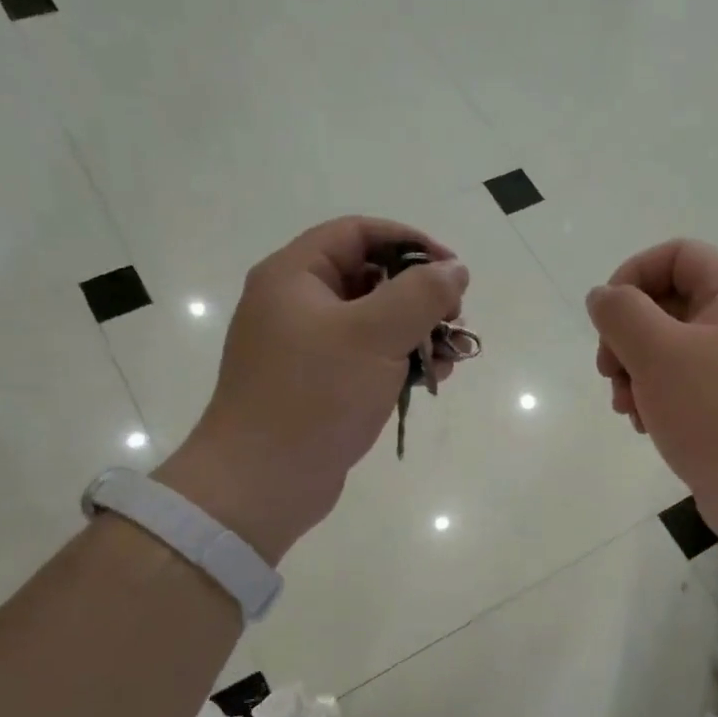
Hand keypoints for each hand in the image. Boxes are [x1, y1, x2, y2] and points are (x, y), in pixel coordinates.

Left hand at [155, 217, 469, 562]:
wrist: (263, 483)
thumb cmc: (315, 397)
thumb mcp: (375, 335)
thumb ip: (421, 294)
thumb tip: (454, 270)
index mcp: (295, 276)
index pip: (358, 233)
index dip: (410, 242)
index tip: (452, 272)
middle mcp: (295, 305)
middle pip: (369, 277)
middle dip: (419, 295)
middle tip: (454, 319)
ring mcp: (304, 348)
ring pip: (372, 322)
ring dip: (416, 332)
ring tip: (450, 356)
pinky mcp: (317, 386)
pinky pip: (365, 359)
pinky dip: (398, 362)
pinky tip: (430, 380)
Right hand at [587, 240, 717, 546]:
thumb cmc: (714, 413)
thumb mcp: (657, 352)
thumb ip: (621, 313)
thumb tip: (603, 296)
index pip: (676, 255)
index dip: (632, 275)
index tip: (606, 317)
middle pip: (667, 303)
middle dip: (627, 336)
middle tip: (608, 371)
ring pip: (669, 349)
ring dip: (634, 372)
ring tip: (625, 407)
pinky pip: (682, 384)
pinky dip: (655, 397)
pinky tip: (644, 425)